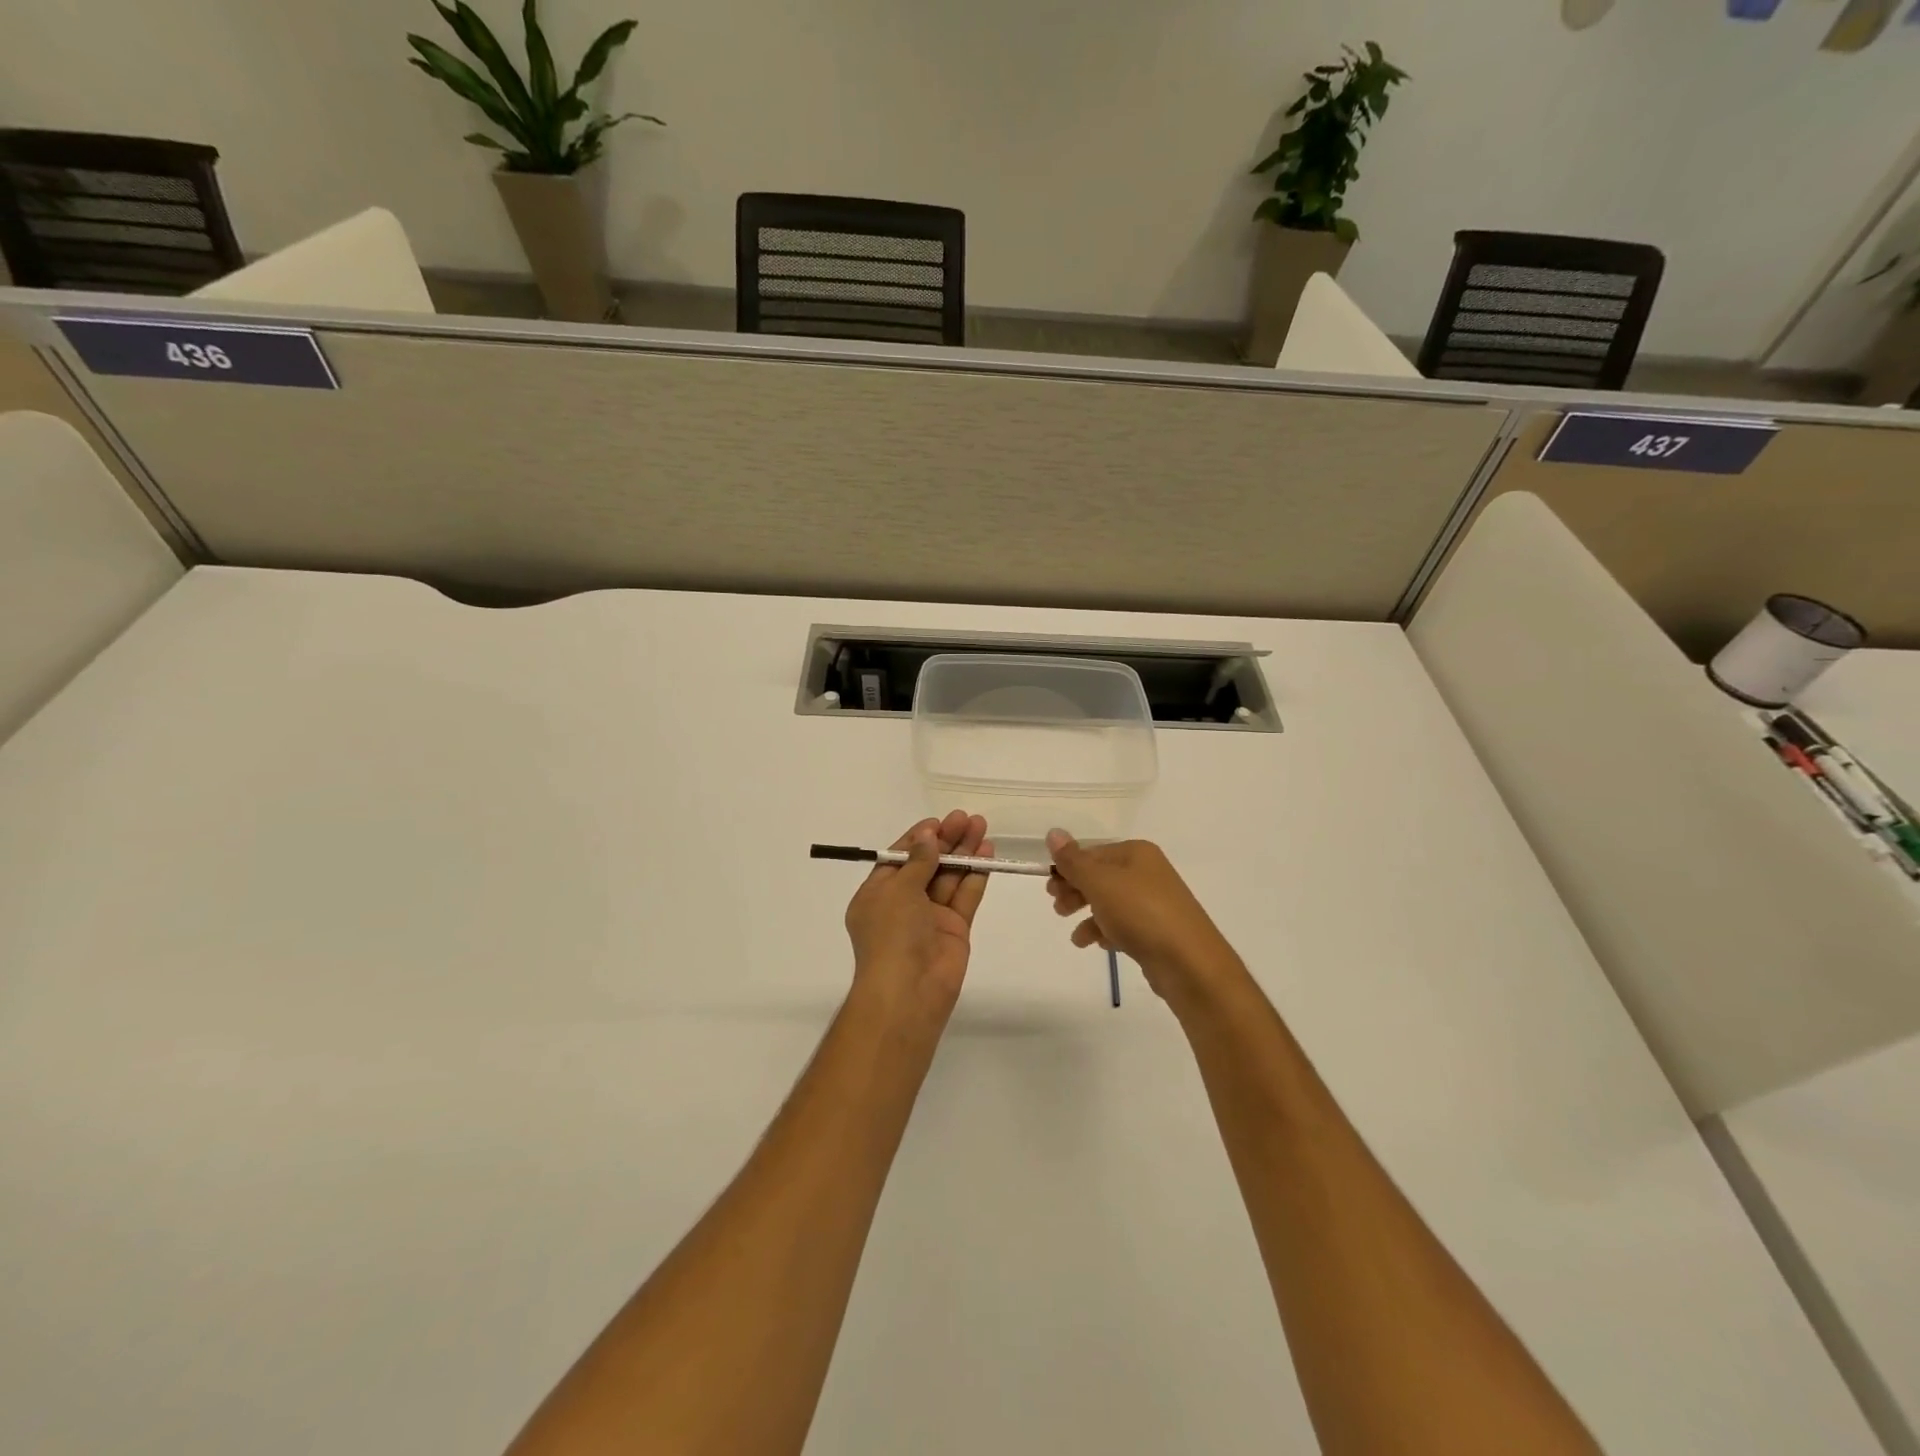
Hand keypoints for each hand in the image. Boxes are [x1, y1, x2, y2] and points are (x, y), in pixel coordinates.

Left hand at [844, 812, 992, 1026]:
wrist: (909, 991)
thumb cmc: (892, 934)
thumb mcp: (898, 890)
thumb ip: (918, 861)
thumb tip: (928, 836)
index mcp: (877, 894)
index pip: (899, 858)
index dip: (918, 838)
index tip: (938, 821)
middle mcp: (903, 903)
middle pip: (927, 864)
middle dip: (946, 840)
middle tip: (966, 817)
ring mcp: (930, 917)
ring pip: (949, 877)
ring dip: (964, 852)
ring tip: (981, 826)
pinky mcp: (955, 929)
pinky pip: (965, 895)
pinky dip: (976, 874)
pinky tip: (987, 852)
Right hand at [1046, 830, 1245, 1013]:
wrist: (1190, 963)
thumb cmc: (1141, 913)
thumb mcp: (1100, 883)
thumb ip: (1074, 861)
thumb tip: (1054, 831)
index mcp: (1137, 853)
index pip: (1093, 853)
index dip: (1068, 869)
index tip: (1049, 889)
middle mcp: (1148, 872)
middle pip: (1101, 877)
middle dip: (1076, 891)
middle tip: (1058, 908)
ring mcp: (1155, 902)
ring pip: (1111, 902)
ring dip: (1088, 915)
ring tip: (1076, 937)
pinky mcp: (1158, 931)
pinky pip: (1125, 924)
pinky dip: (1107, 931)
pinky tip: (1098, 945)